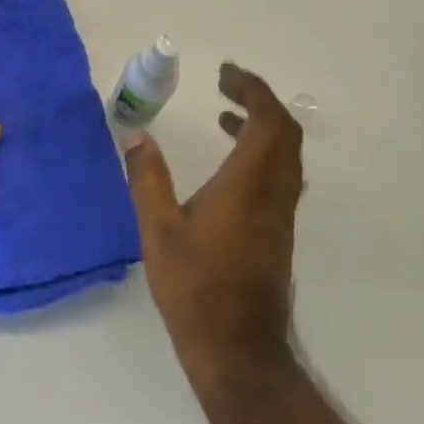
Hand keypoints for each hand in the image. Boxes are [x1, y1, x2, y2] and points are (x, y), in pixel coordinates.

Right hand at [126, 63, 304, 391]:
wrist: (238, 350)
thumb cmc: (195, 287)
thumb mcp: (159, 229)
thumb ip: (147, 178)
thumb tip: (137, 136)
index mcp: (248, 185)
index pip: (269, 121)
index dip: (253, 89)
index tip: (225, 73)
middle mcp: (274, 193)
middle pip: (285, 132)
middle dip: (259, 101)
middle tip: (225, 86)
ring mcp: (280, 215)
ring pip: (286, 155)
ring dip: (261, 126)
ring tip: (223, 115)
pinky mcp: (278, 233)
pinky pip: (279, 175)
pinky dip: (260, 153)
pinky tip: (228, 165)